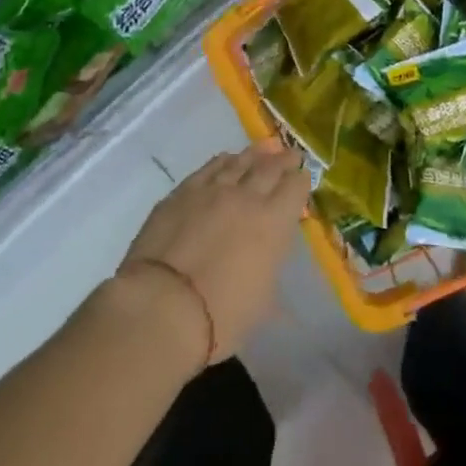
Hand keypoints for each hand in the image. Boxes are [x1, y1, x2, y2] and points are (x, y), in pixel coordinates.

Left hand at [116, 143, 307, 362]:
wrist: (163, 306)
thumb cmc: (222, 316)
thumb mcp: (263, 298)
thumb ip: (272, 264)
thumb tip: (274, 253)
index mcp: (274, 222)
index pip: (296, 187)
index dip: (301, 181)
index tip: (303, 180)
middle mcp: (246, 196)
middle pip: (270, 166)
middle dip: (283, 160)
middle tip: (290, 155)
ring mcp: (211, 190)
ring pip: (239, 161)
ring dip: (255, 154)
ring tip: (264, 148)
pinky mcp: (181, 193)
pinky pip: (209, 167)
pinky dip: (223, 161)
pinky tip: (226, 159)